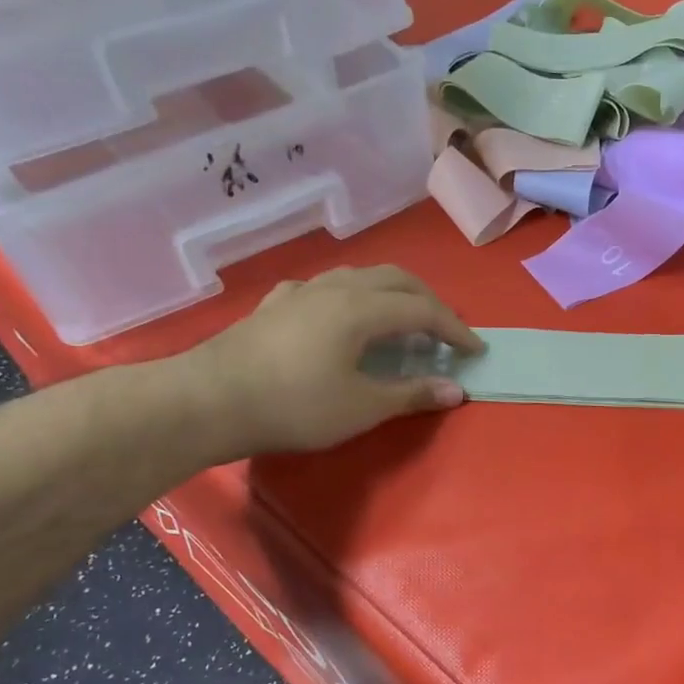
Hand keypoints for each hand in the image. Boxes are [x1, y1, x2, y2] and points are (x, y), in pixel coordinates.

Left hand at [175, 266, 481, 459]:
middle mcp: (336, 288)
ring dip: (391, 294)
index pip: (424, 310)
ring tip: (400, 321)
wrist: (208, 400)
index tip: (475, 351)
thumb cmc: (294, 405)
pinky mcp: (275, 304)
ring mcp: (301, 292)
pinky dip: (352, 298)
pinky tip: (342, 318)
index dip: (455, 330)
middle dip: (428, 302)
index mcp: (362, 309)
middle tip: (444, 332)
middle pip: (396, 280)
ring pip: (359, 276)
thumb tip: (456, 390)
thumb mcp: (362, 407)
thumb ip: (412, 394)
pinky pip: (326, 288)